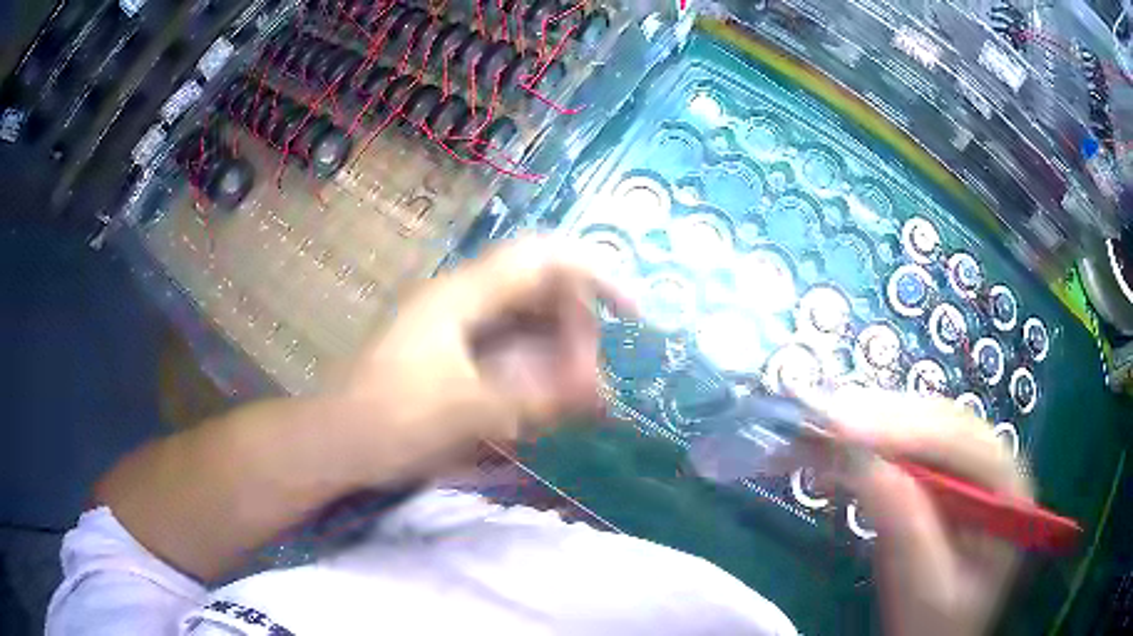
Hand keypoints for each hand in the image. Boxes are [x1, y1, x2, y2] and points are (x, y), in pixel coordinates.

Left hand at [339, 237, 629, 481]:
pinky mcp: (458, 357)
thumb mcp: (468, 412)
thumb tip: (601, 391)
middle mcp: (466, 303)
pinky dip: (539, 375)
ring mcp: (460, 329)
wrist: (336, 443)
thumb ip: (537, 400)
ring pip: (531, 326)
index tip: (634, 313)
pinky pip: (514, 353)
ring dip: (562, 358)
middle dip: (578, 335)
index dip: (597, 274)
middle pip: (543, 294)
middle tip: (589, 388)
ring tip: (579, 404)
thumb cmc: (390, 421)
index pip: (544, 259)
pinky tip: (549, 408)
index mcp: (463, 297)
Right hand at [823, 389, 1030, 635]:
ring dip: (869, 428)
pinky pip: (904, 453)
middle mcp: (991, 465)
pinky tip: (837, 455)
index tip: (843, 427)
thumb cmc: (938, 623)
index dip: (904, 428)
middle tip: (821, 418)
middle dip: (880, 420)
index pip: (960, 441)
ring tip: (818, 430)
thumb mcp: (925, 588)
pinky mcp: (938, 480)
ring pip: (919, 430)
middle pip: (938, 424)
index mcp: (1007, 488)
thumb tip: (864, 464)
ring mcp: (966, 469)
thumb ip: (906, 528)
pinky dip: (867, 451)